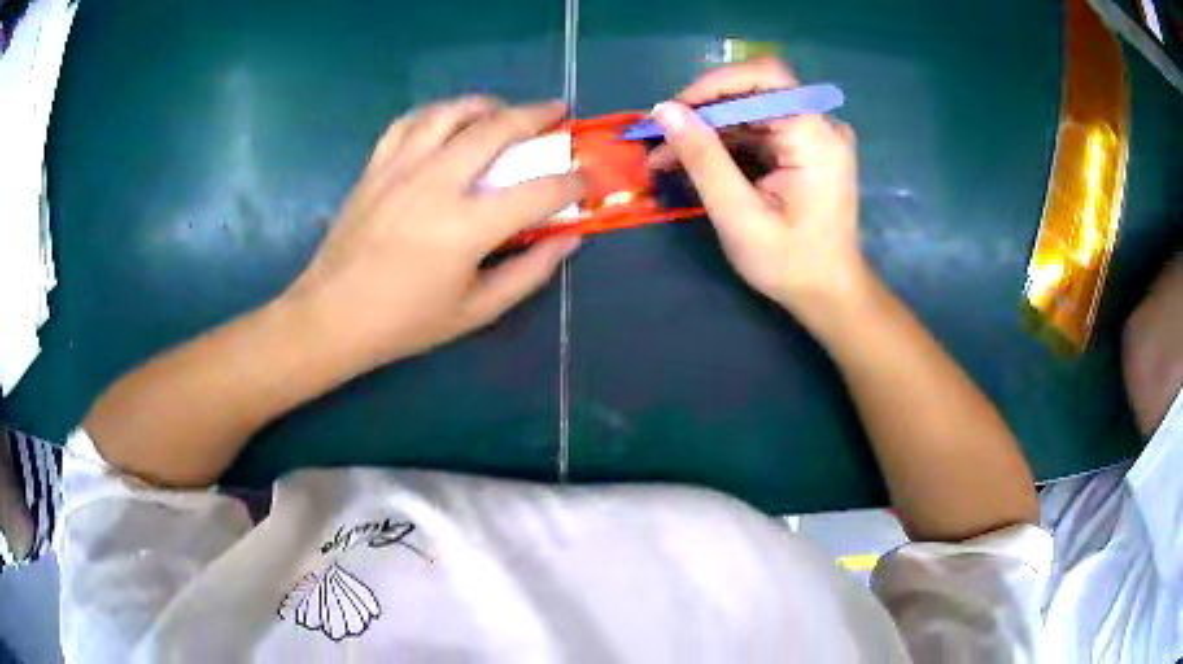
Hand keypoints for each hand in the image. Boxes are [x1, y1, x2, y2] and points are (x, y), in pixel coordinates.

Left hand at [285, 97, 583, 370]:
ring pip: (451, 112)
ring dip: (486, 104)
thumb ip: (529, 272)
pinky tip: (448, 121)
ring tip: (502, 110)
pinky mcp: (376, 166)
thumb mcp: (476, 310)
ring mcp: (401, 168)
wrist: (333, 315)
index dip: (571, 183)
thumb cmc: (405, 321)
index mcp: (466, 227)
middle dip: (536, 115)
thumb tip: (568, 239)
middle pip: (496, 129)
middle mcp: (436, 183)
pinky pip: (410, 121)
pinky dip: (437, 113)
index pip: (537, 191)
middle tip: (557, 112)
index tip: (584, 181)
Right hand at [649, 57, 864, 314]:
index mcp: (815, 137)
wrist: (829, 293)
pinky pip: (760, 130)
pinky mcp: (806, 149)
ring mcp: (816, 136)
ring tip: (665, 154)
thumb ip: (703, 158)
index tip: (673, 110)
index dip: (715, 84)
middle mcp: (821, 126)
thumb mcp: (739, 215)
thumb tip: (663, 111)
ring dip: (708, 129)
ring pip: (752, 111)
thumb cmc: (789, 263)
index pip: (766, 78)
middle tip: (660, 136)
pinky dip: (726, 142)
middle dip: (704, 111)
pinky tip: (694, 159)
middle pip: (756, 93)